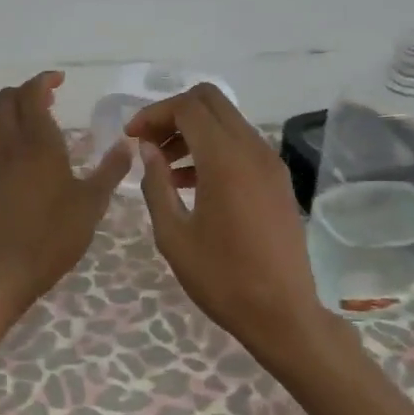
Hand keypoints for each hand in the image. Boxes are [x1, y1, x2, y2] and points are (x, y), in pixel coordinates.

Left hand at [0, 71, 131, 345]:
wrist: (9, 270)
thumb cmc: (55, 236)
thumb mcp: (92, 203)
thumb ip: (110, 170)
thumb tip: (128, 144)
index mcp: (40, 144)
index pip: (31, 94)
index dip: (43, 80)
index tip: (60, 81)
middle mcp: (10, 146)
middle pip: (5, 99)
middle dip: (25, 91)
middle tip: (49, 99)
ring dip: (7, 110)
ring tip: (30, 122)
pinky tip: (16, 155)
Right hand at [126, 84, 325, 362]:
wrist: (282, 312)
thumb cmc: (221, 278)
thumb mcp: (173, 235)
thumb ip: (156, 185)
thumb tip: (148, 150)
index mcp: (225, 160)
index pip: (187, 108)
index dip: (153, 114)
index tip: (131, 137)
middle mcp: (253, 150)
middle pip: (211, 102)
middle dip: (174, 114)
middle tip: (149, 144)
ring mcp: (271, 164)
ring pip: (228, 122)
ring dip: (193, 132)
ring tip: (165, 168)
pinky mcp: (278, 181)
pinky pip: (242, 146)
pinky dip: (214, 149)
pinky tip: (192, 184)